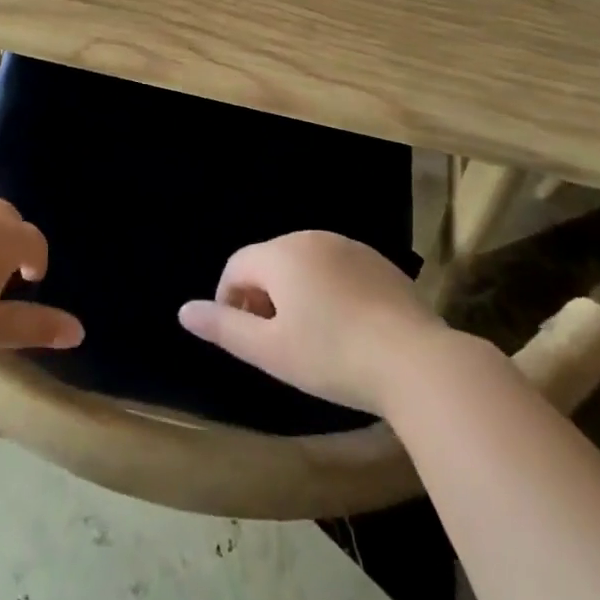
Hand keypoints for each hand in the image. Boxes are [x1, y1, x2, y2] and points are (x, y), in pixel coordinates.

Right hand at [178, 230, 439, 414]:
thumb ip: (224, 328)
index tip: (240, 337)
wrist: (416, 361)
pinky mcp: (379, 263)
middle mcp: (312, 238)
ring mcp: (349, 246)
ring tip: (310, 339)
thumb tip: (183, 311)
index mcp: (281, 254)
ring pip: (305, 264)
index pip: (237, 266)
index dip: (229, 300)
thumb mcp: (271, 351)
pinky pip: (338, 270)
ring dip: (296, 293)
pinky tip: (346, 329)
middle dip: (262, 297)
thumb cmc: (332, 356)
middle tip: (274, 343)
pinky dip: (329, 292)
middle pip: (270, 262)